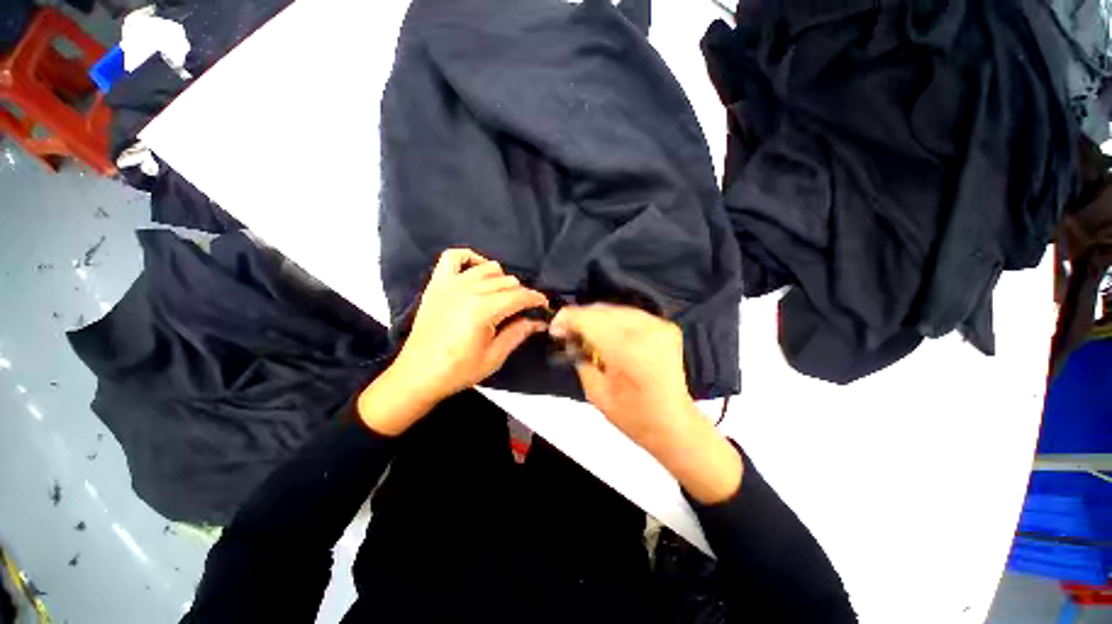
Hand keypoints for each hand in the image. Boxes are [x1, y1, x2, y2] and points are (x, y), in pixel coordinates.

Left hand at [361, 249, 547, 434]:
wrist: (418, 374)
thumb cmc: (459, 369)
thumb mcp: (495, 356)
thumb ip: (518, 333)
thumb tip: (539, 321)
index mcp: (484, 309)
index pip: (520, 296)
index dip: (536, 299)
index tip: (544, 306)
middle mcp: (469, 290)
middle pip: (507, 281)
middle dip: (521, 294)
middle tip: (523, 310)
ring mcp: (451, 283)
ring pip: (488, 268)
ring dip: (501, 280)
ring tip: (502, 296)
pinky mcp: (437, 284)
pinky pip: (453, 257)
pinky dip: (470, 258)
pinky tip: (478, 271)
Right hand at [550, 304, 695, 449]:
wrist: (673, 423)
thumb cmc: (632, 417)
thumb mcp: (595, 392)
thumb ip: (579, 358)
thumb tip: (569, 336)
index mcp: (629, 351)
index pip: (590, 320)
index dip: (568, 319)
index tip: (555, 328)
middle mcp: (647, 331)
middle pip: (602, 310)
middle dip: (580, 317)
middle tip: (567, 330)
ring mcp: (660, 326)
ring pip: (615, 309)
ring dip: (596, 318)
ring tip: (584, 331)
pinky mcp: (666, 326)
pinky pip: (630, 314)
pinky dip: (613, 320)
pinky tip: (605, 332)